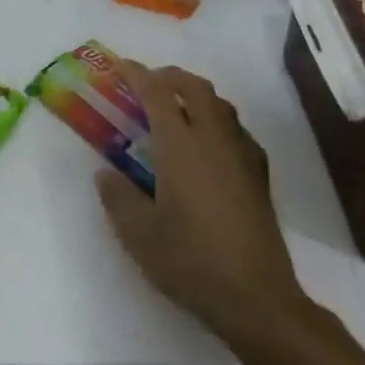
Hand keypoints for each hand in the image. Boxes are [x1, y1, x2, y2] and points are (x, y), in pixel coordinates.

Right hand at [96, 62, 312, 344]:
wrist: (257, 299)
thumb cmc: (190, 261)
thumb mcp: (138, 233)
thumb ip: (117, 197)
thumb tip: (106, 173)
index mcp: (181, 147)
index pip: (158, 94)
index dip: (138, 74)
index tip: (121, 66)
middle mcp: (214, 141)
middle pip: (196, 88)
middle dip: (170, 76)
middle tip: (148, 82)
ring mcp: (242, 157)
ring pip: (221, 106)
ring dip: (196, 95)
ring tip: (176, 107)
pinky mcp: (259, 178)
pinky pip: (237, 130)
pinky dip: (217, 120)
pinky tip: (209, 144)